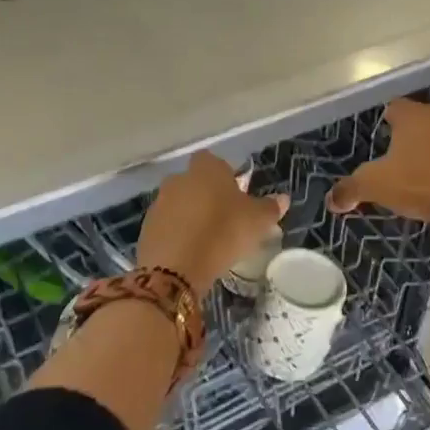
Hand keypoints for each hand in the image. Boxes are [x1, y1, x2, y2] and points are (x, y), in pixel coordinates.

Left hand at [137, 152, 287, 294]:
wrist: (176, 268)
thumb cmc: (222, 233)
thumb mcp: (257, 221)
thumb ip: (270, 207)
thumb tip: (283, 198)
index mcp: (206, 168)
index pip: (213, 161)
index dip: (224, 176)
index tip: (235, 195)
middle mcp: (179, 178)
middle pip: (195, 182)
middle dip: (206, 196)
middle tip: (224, 220)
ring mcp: (159, 203)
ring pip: (179, 204)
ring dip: (190, 216)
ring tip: (207, 240)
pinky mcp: (146, 228)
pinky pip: (167, 226)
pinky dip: (177, 235)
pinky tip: (189, 253)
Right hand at [326, 99, 429, 226]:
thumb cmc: (420, 183)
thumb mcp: (376, 186)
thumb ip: (351, 189)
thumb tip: (331, 200)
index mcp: (413, 115)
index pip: (395, 107)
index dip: (387, 121)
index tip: (382, 137)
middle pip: (423, 120)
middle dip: (413, 136)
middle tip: (401, 159)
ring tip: (427, 175)